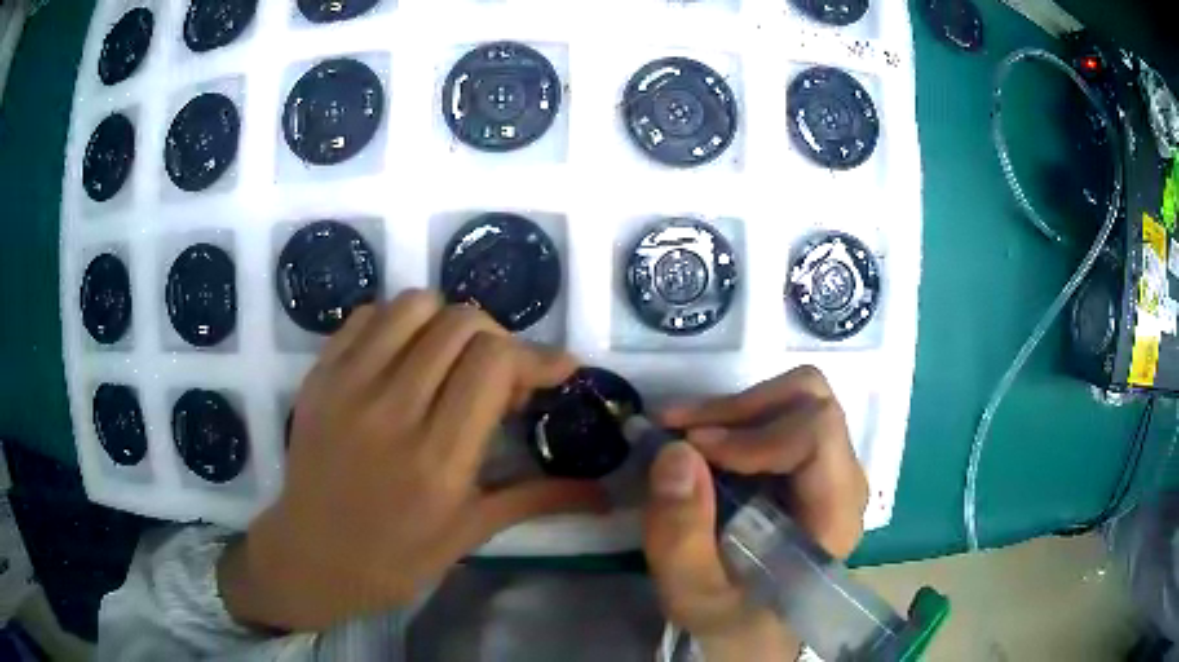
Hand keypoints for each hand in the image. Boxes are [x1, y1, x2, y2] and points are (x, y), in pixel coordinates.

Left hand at [219, 291, 604, 630]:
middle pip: (461, 323)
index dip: (537, 354)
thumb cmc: (395, 558)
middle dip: (497, 339)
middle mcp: (392, 410)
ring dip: (447, 323)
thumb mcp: (470, 533)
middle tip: (500, 376)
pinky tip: (404, 358)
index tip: (558, 368)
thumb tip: (604, 493)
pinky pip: (367, 316)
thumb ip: (537, 499)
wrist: (311, 558)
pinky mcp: (320, 376)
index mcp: (438, 458)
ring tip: (450, 361)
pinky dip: (398, 324)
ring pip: (414, 305)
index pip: (494, 361)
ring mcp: (348, 386)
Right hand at [643, 366, 868, 659]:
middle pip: (813, 402)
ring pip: (799, 399)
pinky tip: (702, 441)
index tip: (696, 448)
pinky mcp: (810, 466)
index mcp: (832, 516)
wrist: (755, 629)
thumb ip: (682, 534)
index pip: (818, 435)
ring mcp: (830, 468)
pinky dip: (738, 419)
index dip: (756, 433)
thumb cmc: (733, 618)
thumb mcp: (695, 592)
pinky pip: (783, 416)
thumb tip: (675, 451)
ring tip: (685, 433)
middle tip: (683, 431)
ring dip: (736, 409)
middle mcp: (843, 481)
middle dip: (742, 408)